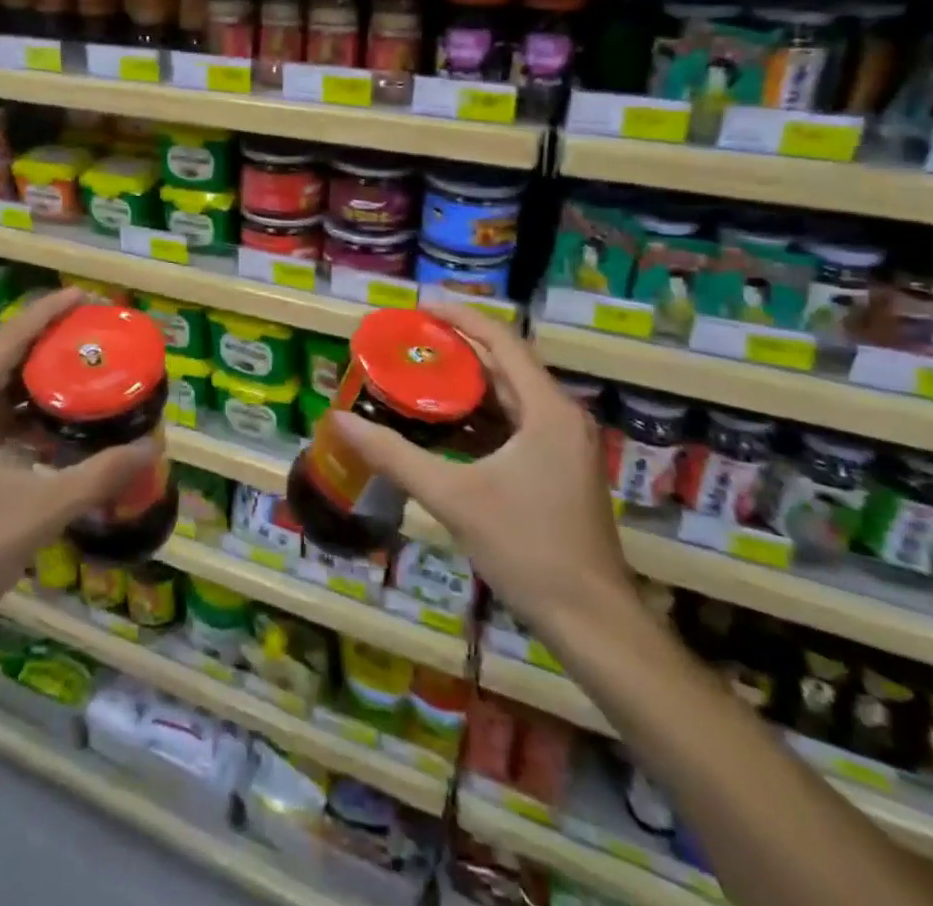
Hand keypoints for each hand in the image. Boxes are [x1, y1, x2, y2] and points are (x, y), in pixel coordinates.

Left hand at [0, 289, 161, 651]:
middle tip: (94, 337)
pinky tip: (51, 422)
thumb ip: (99, 475)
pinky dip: (15, 417)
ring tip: (81, 371)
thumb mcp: (39, 512)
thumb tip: (154, 449)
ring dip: (31, 385)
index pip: (6, 343)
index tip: (84, 295)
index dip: (47, 314)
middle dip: (45, 348)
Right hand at [331, 304, 633, 638]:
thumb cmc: (527, 548)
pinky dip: (480, 416)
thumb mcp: (453, 496)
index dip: (461, 317)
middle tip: (410, 342)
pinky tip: (444, 425)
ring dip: (468, 384)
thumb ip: (394, 456)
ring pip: (510, 397)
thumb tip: (340, 421)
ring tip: (418, 374)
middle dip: (458, 349)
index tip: (420, 308)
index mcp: (547, 410)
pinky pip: (515, 424)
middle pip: (506, 365)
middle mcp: (561, 417)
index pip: (502, 341)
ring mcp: (564, 446)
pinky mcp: (559, 470)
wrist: (592, 623)